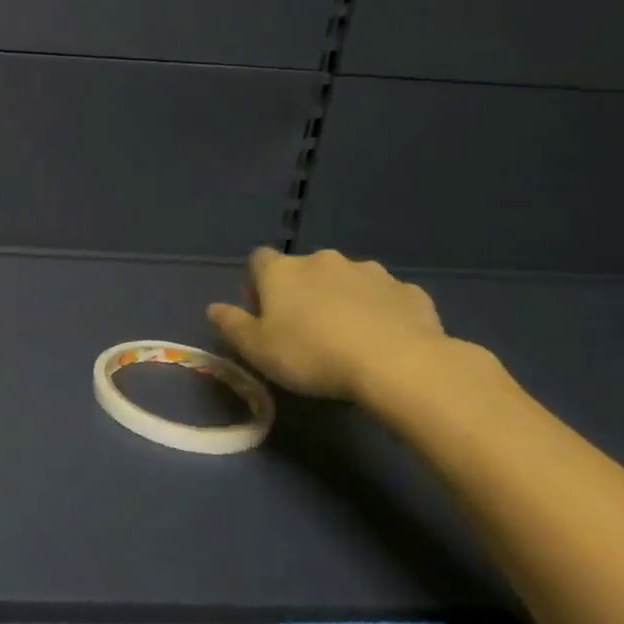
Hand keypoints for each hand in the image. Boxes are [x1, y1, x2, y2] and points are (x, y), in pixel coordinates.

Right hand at [208, 247, 445, 400]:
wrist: (398, 364)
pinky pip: (386, 298)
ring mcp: (371, 272)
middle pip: (304, 270)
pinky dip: (380, 312)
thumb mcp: (257, 349)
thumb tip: (214, 308)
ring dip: (342, 299)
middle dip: (302, 292)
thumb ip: (232, 325)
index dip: (257, 284)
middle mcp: (324, 261)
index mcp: (282, 271)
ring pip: (347, 281)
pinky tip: (383, 340)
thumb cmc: (312, 354)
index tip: (262, 313)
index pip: (258, 259)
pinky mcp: (409, 292)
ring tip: (347, 337)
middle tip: (304, 330)